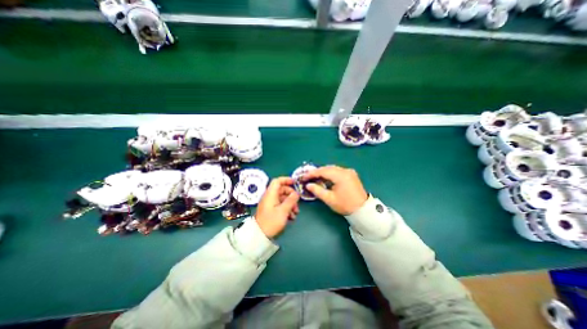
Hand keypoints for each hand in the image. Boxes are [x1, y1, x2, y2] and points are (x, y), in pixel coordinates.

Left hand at [255, 179, 299, 237]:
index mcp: (270, 194)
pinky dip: (287, 209)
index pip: (277, 181)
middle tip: (297, 204)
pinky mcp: (271, 210)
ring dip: (290, 204)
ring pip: (283, 198)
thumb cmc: (271, 221)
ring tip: (295, 213)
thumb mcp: (283, 210)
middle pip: (282, 190)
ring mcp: (270, 203)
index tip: (295, 183)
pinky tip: (291, 217)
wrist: (259, 235)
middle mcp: (270, 197)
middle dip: (291, 196)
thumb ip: (291, 200)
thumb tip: (297, 193)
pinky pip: (280, 205)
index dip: (286, 180)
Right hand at [303, 165, 365, 215]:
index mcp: (340, 176)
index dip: (312, 173)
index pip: (323, 171)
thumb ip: (317, 190)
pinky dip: (330, 173)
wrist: (363, 210)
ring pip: (332, 168)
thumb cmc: (345, 205)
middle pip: (327, 168)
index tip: (304, 177)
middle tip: (308, 177)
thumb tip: (308, 185)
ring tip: (315, 178)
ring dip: (323, 172)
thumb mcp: (329, 199)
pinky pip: (338, 171)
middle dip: (317, 172)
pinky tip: (326, 178)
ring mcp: (349, 171)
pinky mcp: (351, 174)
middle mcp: (345, 171)